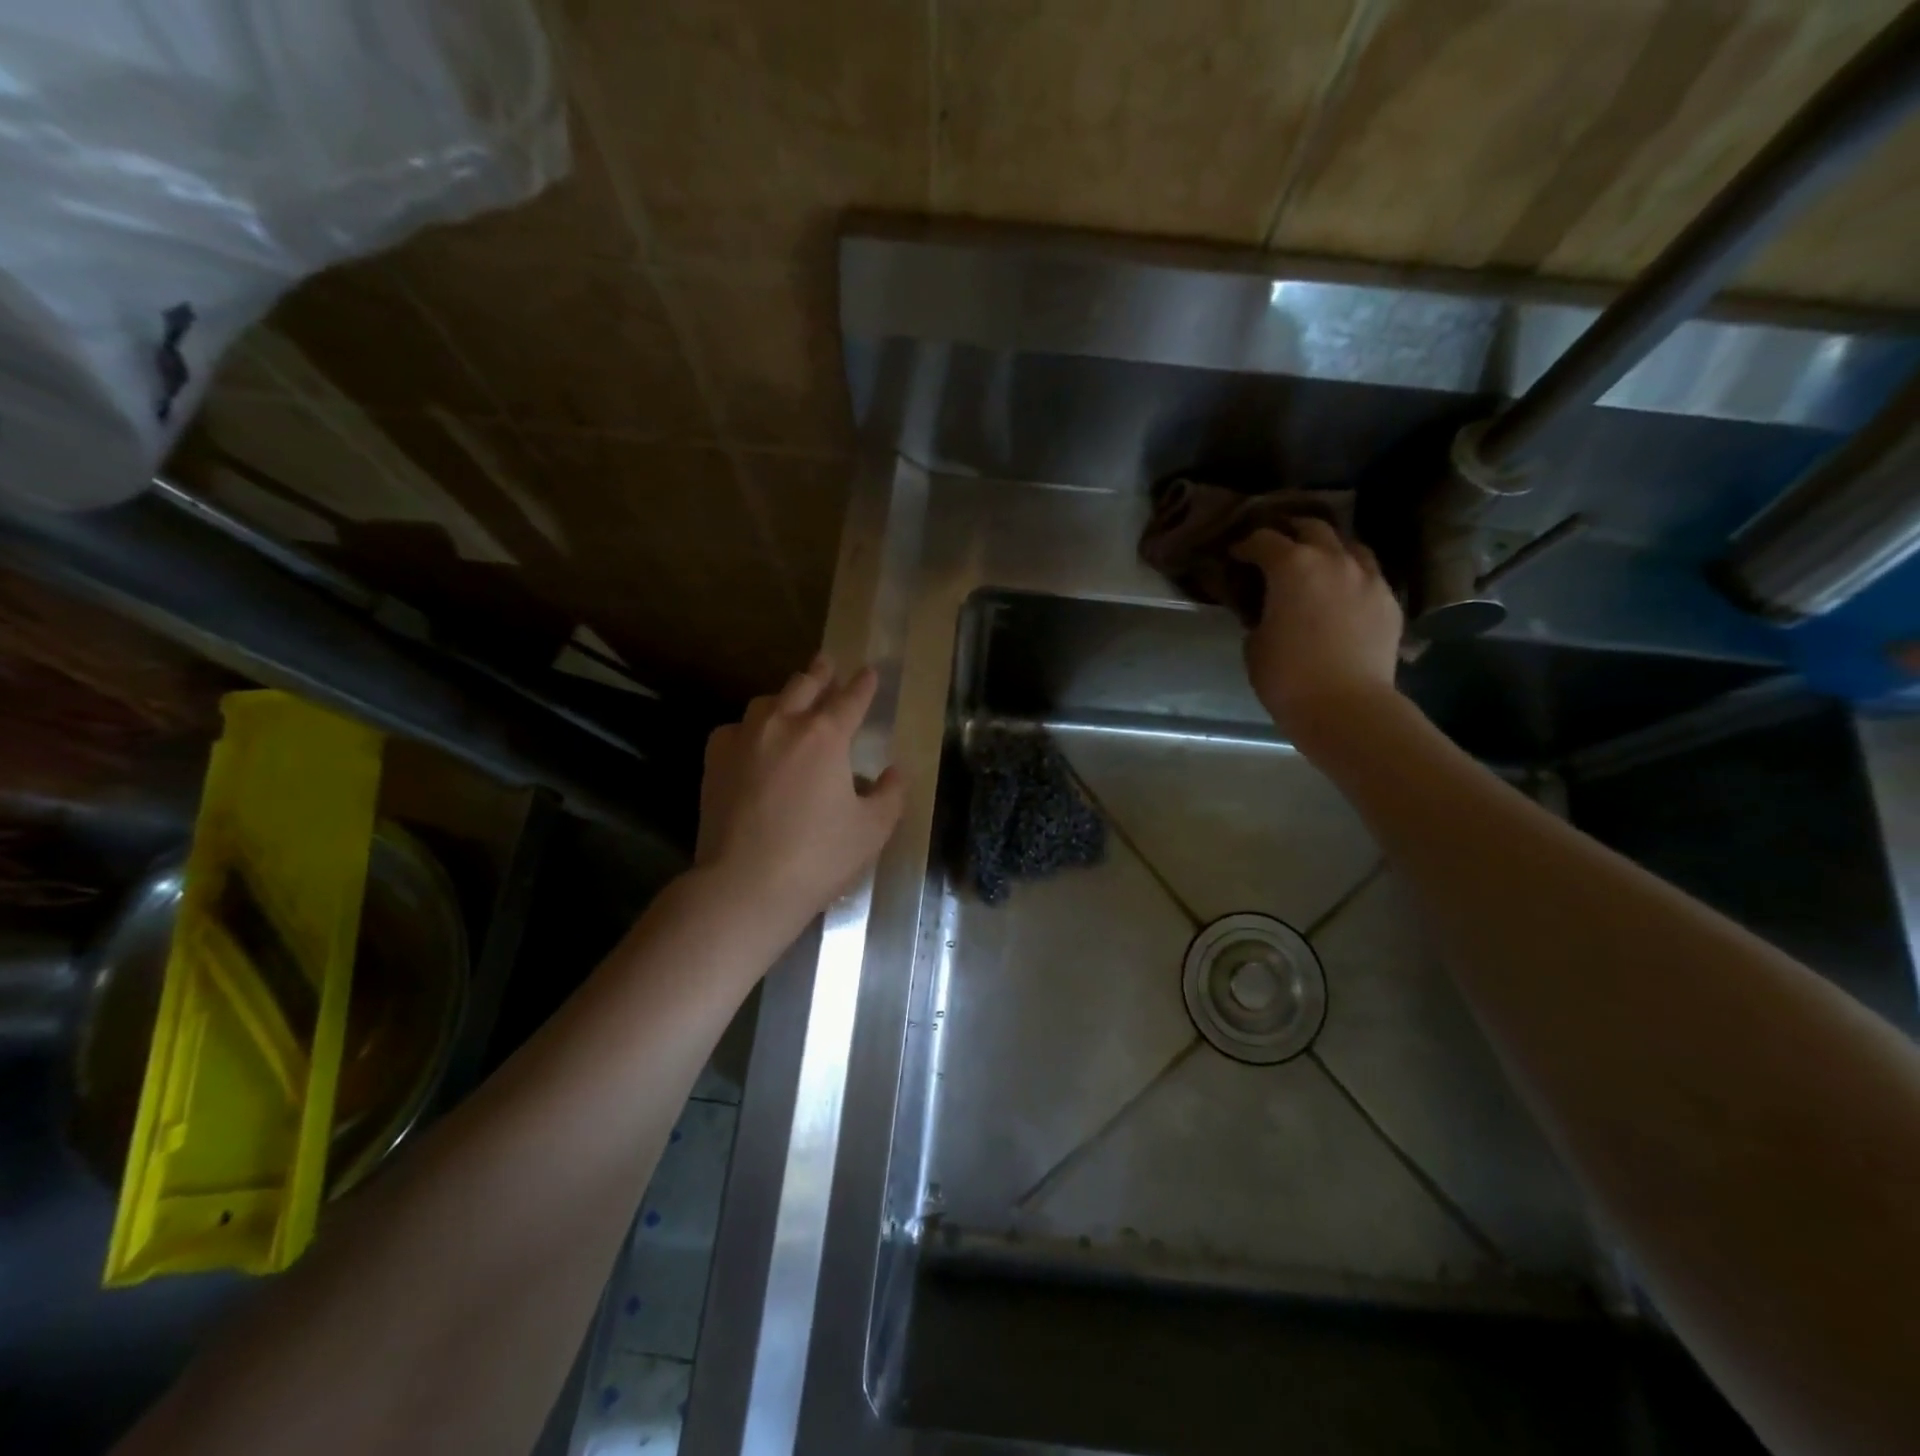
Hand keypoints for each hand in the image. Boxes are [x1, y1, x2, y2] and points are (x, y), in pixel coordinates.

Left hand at [695, 654, 905, 932]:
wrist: (745, 885)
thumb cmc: (818, 857)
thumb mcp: (873, 829)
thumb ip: (890, 794)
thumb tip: (892, 773)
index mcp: (826, 736)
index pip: (851, 699)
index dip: (864, 684)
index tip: (870, 672)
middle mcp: (783, 724)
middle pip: (804, 685)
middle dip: (821, 672)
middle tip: (828, 663)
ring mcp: (744, 739)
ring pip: (767, 702)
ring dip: (786, 697)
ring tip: (793, 701)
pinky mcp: (716, 761)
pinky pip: (736, 729)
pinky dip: (751, 728)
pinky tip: (755, 741)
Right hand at [1231, 521, 1402, 751]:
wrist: (1346, 707)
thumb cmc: (1287, 677)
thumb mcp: (1255, 644)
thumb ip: (1259, 615)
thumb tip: (1267, 610)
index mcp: (1292, 566)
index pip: (1263, 540)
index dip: (1245, 545)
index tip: (1235, 555)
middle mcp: (1334, 560)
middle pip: (1312, 528)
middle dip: (1290, 532)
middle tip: (1275, 547)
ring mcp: (1368, 578)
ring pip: (1349, 544)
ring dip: (1328, 547)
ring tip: (1315, 563)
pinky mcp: (1389, 601)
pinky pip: (1368, 574)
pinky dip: (1351, 575)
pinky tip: (1342, 592)